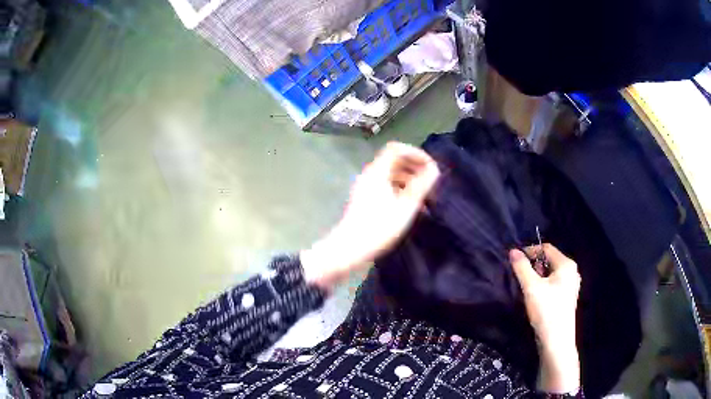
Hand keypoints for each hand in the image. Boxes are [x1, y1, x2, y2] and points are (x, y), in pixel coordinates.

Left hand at [301, 142, 439, 290]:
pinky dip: (401, 189)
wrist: (349, 248)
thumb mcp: (406, 206)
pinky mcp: (366, 199)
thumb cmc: (379, 227)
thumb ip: (422, 185)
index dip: (416, 153)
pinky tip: (412, 205)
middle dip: (415, 167)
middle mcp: (370, 174)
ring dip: (409, 180)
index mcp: (378, 171)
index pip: (397, 148)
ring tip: (425, 195)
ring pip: (391, 174)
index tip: (431, 167)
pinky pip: (386, 186)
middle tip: (431, 182)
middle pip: (395, 160)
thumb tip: (434, 169)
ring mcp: (366, 187)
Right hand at [509, 244, 580, 393]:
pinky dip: (542, 285)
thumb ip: (522, 268)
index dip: (530, 251)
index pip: (546, 248)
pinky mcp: (566, 297)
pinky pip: (553, 283)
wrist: (556, 341)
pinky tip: (534, 296)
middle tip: (519, 274)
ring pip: (550, 273)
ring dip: (536, 276)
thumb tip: (513, 251)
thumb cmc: (546, 311)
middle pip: (549, 260)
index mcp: (566, 265)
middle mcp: (571, 272)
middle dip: (533, 265)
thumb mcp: (531, 288)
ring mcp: (570, 285)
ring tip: (524, 286)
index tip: (514, 259)